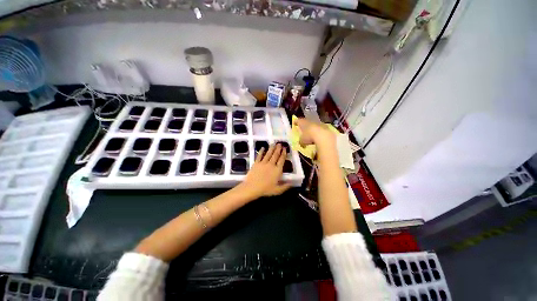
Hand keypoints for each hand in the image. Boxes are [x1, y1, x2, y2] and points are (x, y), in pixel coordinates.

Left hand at [238, 144, 291, 198]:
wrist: (252, 188)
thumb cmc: (265, 189)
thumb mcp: (277, 190)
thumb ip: (285, 186)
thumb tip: (292, 183)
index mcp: (277, 170)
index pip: (281, 160)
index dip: (284, 154)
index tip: (285, 149)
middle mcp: (271, 164)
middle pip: (275, 155)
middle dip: (278, 149)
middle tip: (280, 143)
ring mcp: (263, 163)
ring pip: (268, 154)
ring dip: (271, 148)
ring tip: (274, 143)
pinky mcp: (256, 163)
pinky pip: (259, 156)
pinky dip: (261, 151)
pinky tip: (263, 147)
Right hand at [293, 118, 334, 146]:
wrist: (324, 137)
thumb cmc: (310, 137)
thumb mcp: (302, 141)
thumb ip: (301, 141)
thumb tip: (301, 143)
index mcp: (304, 122)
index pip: (299, 121)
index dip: (296, 122)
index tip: (294, 123)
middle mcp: (311, 121)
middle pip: (307, 123)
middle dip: (305, 126)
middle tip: (303, 130)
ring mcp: (319, 124)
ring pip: (314, 126)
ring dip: (312, 130)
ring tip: (311, 135)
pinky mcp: (327, 128)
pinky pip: (321, 130)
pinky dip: (319, 133)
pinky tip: (318, 138)